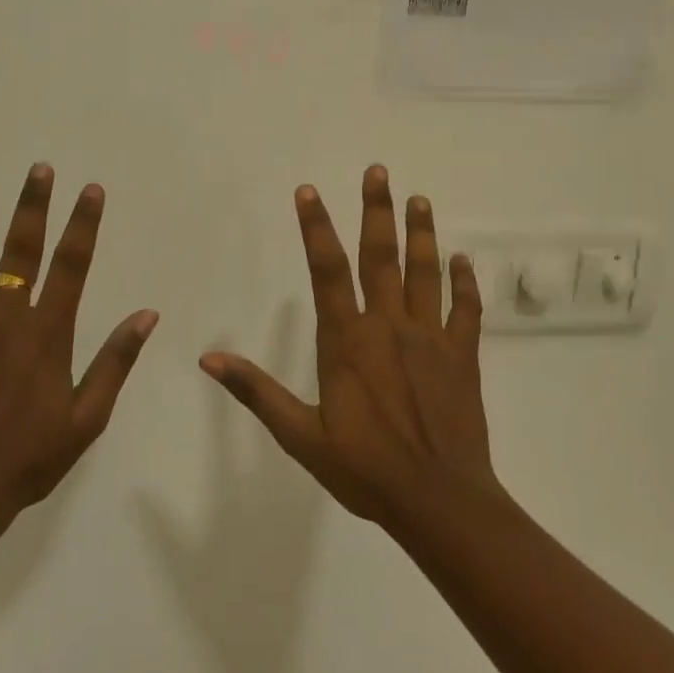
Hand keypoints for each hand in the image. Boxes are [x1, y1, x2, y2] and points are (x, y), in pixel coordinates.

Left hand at [0, 164, 157, 528]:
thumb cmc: (30, 458)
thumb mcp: (88, 417)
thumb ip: (115, 361)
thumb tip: (147, 314)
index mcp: (47, 332)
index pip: (72, 264)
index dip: (83, 224)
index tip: (90, 190)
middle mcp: (5, 317)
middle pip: (21, 250)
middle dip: (32, 206)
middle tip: (37, 169)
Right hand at [200, 166, 497, 525]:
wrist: (439, 500)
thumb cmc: (365, 469)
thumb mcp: (301, 435)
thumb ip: (257, 392)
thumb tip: (208, 360)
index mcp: (347, 340)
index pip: (326, 270)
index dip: (316, 227)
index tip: (309, 192)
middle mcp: (389, 326)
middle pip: (380, 256)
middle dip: (376, 210)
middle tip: (378, 171)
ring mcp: (431, 338)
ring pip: (425, 273)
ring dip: (421, 233)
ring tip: (419, 199)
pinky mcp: (463, 356)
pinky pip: (465, 309)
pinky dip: (465, 283)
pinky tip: (463, 260)